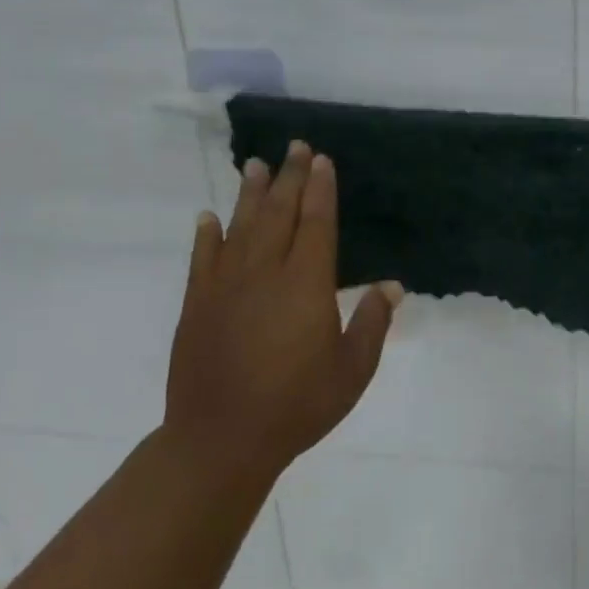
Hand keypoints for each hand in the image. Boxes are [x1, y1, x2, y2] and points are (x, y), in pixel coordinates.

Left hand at [165, 141, 402, 486]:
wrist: (220, 441)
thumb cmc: (298, 405)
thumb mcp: (353, 369)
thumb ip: (372, 322)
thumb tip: (391, 285)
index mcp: (305, 286)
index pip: (315, 224)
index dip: (320, 190)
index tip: (322, 160)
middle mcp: (264, 275)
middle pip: (278, 215)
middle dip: (289, 178)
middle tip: (296, 147)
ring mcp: (224, 288)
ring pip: (240, 228)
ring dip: (250, 195)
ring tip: (257, 165)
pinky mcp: (197, 307)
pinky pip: (202, 260)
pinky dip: (207, 235)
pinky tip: (209, 216)